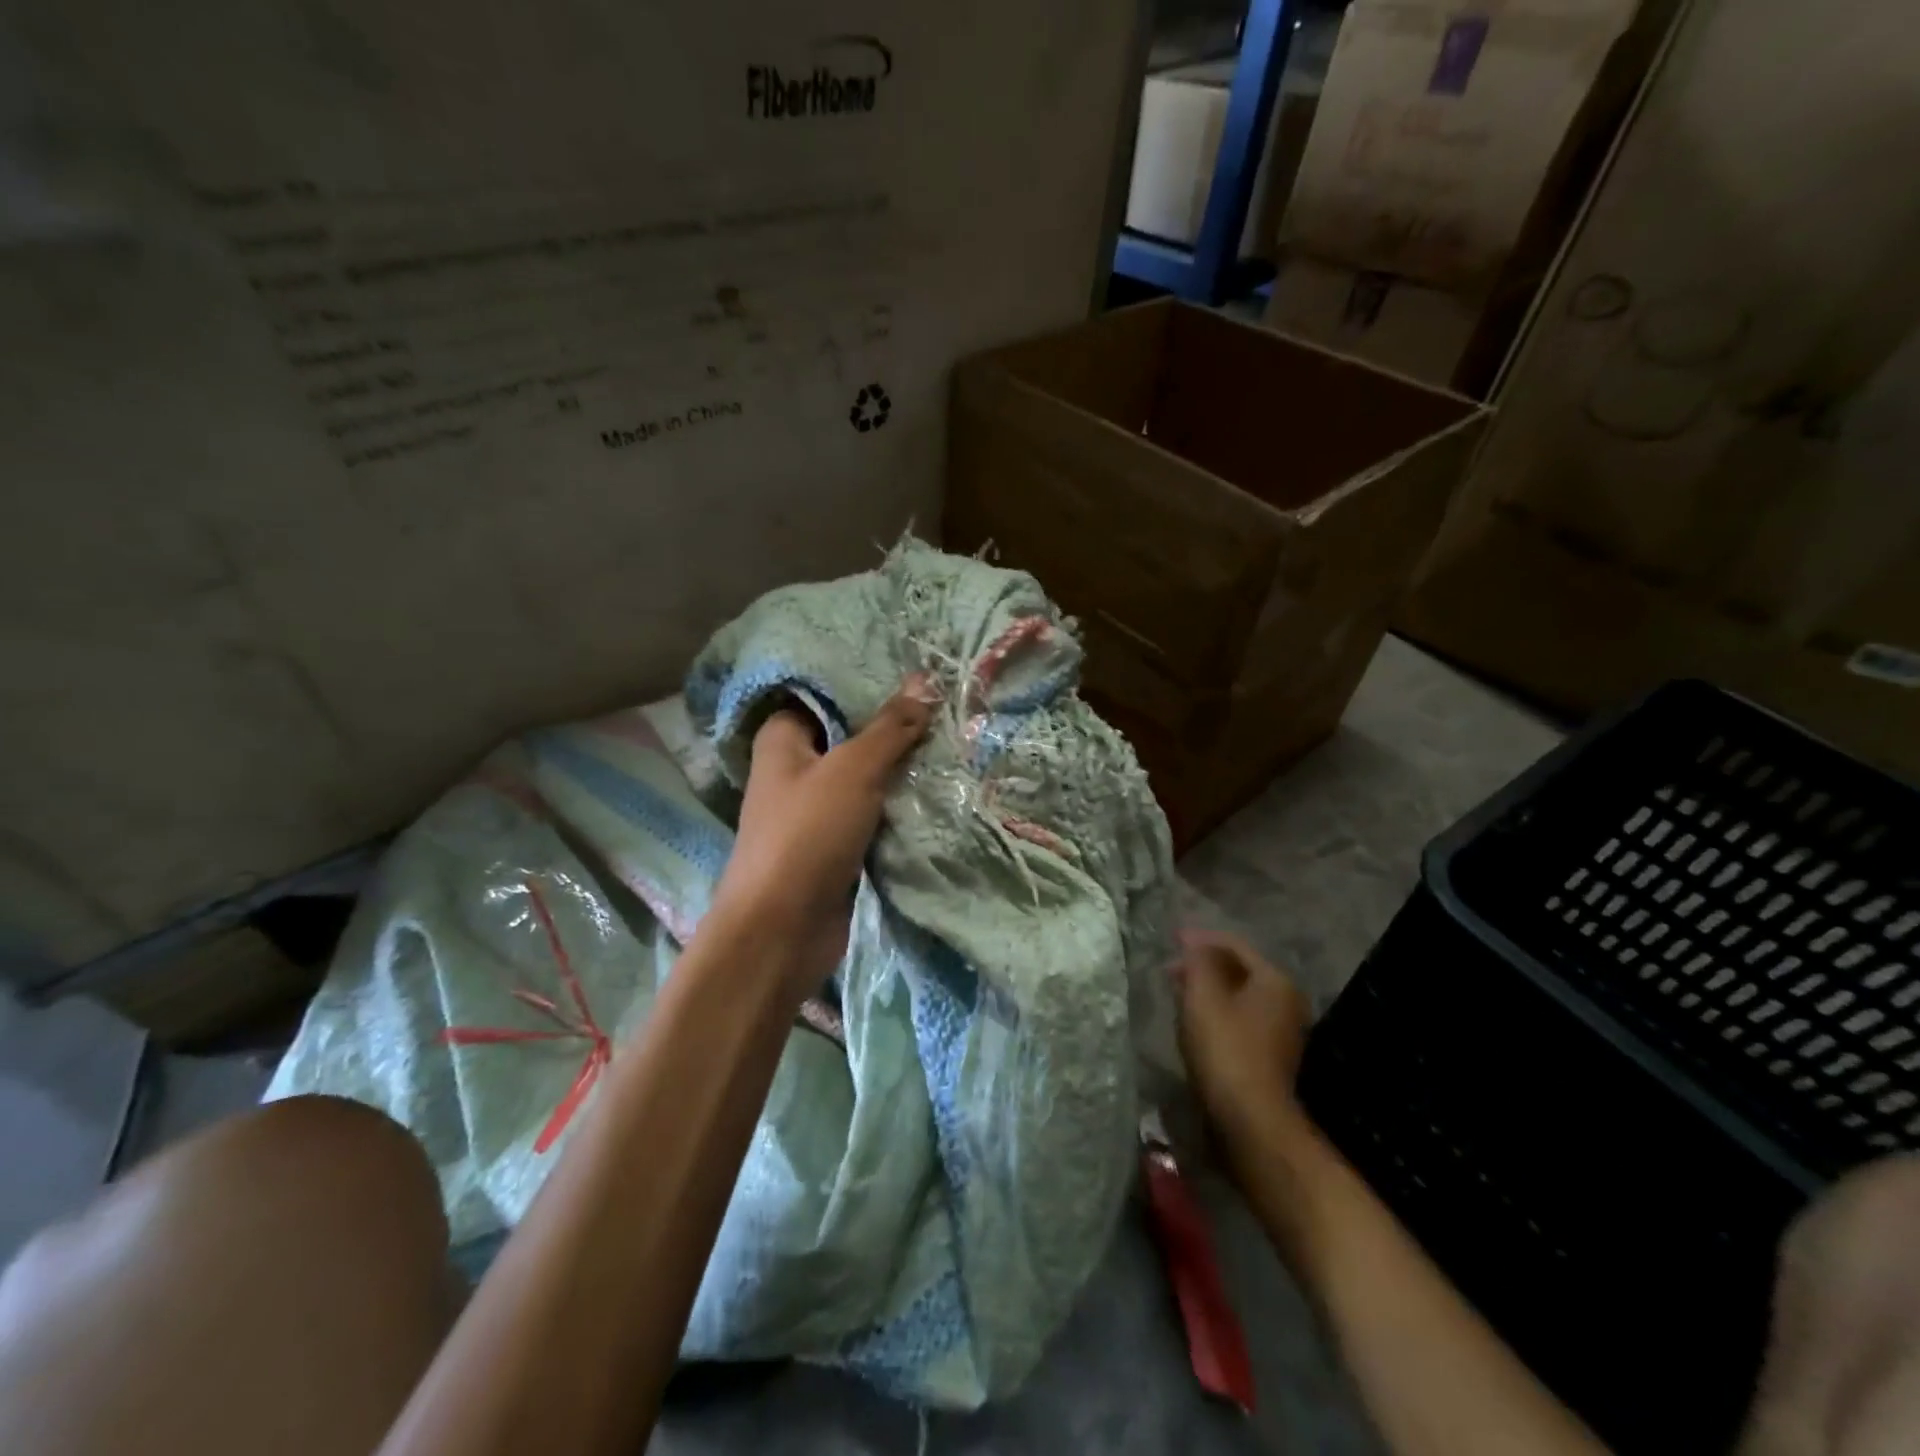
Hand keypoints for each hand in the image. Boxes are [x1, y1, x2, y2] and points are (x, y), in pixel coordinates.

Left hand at [709, 677, 936, 996]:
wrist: (782, 932)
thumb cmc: (807, 835)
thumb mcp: (853, 770)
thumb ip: (890, 727)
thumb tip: (924, 679)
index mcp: (784, 738)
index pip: (827, 694)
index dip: (869, 682)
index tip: (920, 670)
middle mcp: (797, 767)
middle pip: (852, 735)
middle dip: (896, 726)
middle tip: (948, 704)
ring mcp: (817, 808)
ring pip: (867, 776)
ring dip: (902, 767)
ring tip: (955, 738)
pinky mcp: (836, 843)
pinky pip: (873, 812)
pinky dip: (899, 804)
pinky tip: (939, 786)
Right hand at [1177, 930, 1313, 1156]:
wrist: (1251, 1119)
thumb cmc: (1226, 1049)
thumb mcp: (1203, 996)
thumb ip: (1198, 960)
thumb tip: (1193, 939)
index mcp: (1275, 980)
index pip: (1234, 944)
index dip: (1200, 938)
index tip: (1170, 939)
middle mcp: (1286, 1000)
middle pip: (1239, 969)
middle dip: (1203, 964)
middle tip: (1170, 968)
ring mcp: (1282, 1029)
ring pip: (1238, 994)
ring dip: (1208, 988)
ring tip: (1177, 991)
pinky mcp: (1270, 1054)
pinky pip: (1240, 1017)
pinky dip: (1216, 1010)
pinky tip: (1194, 1019)